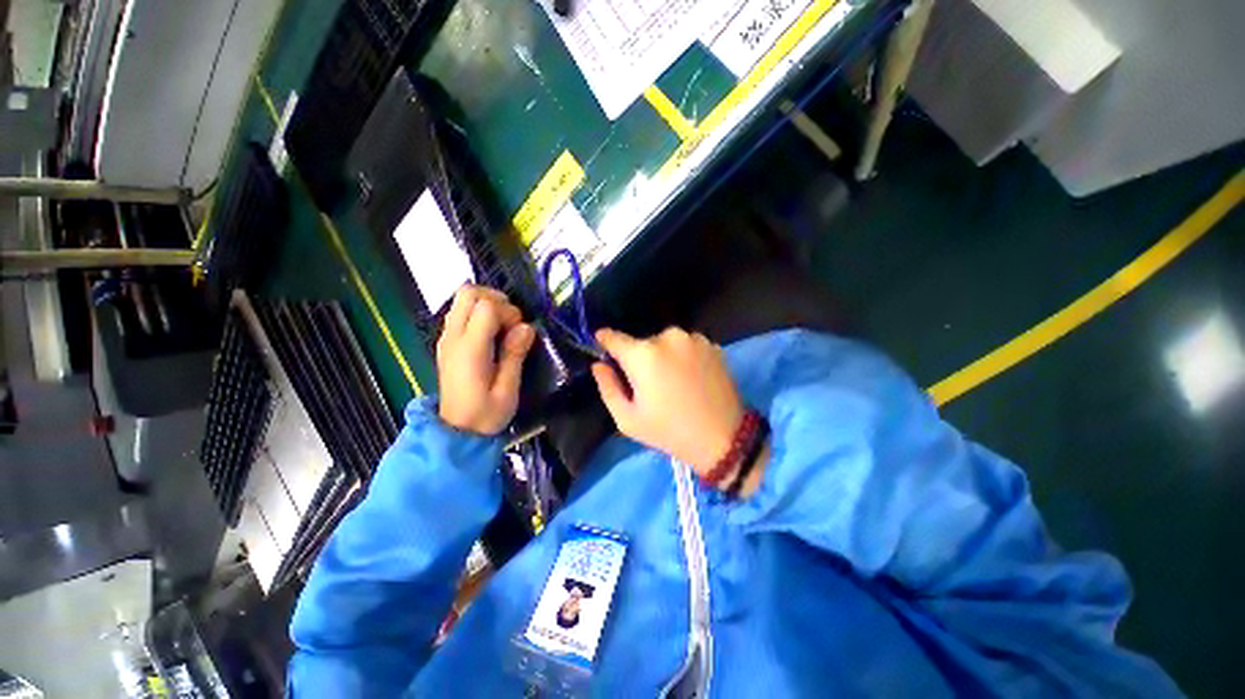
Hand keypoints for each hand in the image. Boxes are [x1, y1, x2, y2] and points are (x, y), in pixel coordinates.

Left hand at [437, 285, 535, 435]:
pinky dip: (478, 313)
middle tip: (512, 320)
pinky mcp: (447, 342)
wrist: (455, 433)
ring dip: (486, 303)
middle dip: (495, 298)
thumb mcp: (508, 389)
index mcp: (469, 349)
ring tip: (504, 326)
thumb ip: (515, 355)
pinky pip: (461, 312)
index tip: (520, 331)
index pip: (485, 307)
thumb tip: (527, 327)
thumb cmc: (486, 415)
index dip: (508, 311)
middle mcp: (453, 337)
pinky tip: (491, 334)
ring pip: (462, 299)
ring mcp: (446, 338)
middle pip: (468, 293)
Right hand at [591, 328, 745, 478]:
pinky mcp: (712, 344)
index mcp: (643, 355)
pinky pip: (686, 345)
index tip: (601, 346)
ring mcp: (693, 338)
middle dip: (638, 358)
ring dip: (663, 356)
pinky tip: (691, 378)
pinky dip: (683, 356)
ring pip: (665, 342)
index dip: (604, 341)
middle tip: (647, 383)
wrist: (724, 438)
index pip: (613, 337)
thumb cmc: (669, 431)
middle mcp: (668, 337)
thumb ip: (607, 387)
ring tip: (673, 382)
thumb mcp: (628, 418)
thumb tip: (599, 364)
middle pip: (641, 343)